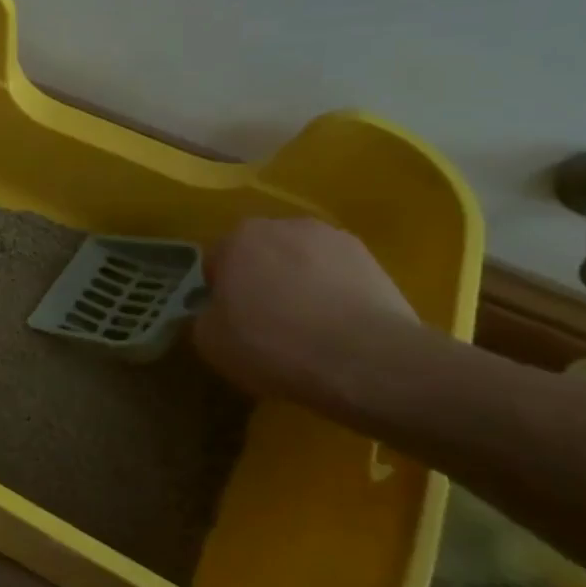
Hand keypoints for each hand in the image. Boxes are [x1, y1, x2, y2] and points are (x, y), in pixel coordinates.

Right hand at [192, 218, 417, 409]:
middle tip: (265, 322)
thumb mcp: (210, 340)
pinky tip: (339, 332)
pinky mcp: (377, 264)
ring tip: (308, 330)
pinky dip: (336, 297)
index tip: (229, 320)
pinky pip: (341, 279)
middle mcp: (286, 226)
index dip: (220, 292)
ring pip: (305, 264)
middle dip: (262, 280)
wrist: (364, 360)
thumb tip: (219, 313)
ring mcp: (337, 241)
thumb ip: (207, 315)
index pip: (218, 261)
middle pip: (264, 255)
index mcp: (239, 237)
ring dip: (302, 285)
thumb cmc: (271, 343)